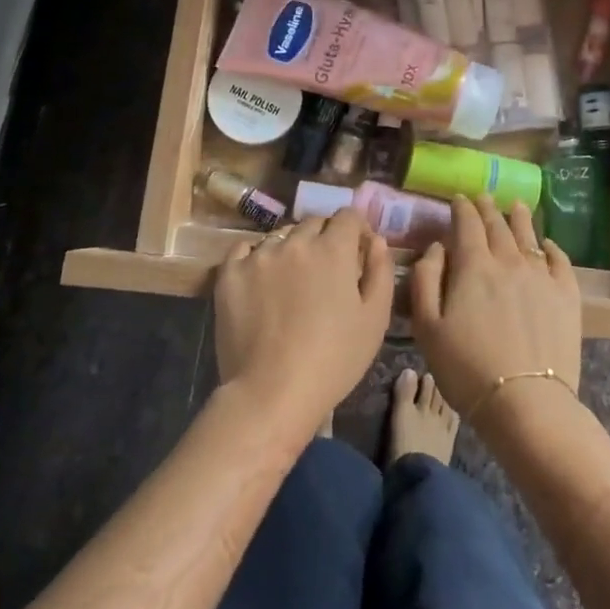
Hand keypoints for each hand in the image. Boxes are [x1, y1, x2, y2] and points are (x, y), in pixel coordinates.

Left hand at [213, 209, 393, 441]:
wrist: (272, 392)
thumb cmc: (334, 360)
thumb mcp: (375, 319)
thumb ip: (380, 271)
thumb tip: (375, 240)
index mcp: (333, 249)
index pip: (348, 216)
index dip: (356, 229)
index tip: (357, 250)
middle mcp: (295, 242)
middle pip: (313, 224)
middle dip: (324, 239)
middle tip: (325, 271)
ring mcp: (259, 256)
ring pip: (280, 237)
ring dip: (291, 250)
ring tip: (291, 281)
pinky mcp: (229, 274)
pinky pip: (244, 250)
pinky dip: (255, 258)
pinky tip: (260, 281)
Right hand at [409, 195, 582, 422]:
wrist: (526, 402)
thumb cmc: (466, 368)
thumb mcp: (427, 327)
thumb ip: (425, 279)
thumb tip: (437, 247)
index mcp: (473, 266)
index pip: (467, 224)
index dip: (461, 208)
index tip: (458, 199)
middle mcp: (509, 261)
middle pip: (498, 225)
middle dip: (487, 209)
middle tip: (483, 198)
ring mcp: (542, 276)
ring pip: (529, 236)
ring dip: (519, 218)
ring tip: (517, 205)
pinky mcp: (567, 296)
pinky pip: (560, 261)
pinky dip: (551, 248)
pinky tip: (548, 245)